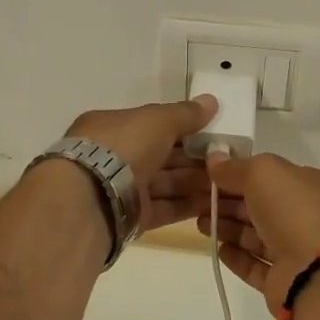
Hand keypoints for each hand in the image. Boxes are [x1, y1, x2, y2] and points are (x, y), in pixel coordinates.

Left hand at [65, 96, 216, 232]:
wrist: (91, 199)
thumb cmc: (122, 147)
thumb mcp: (157, 120)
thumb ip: (185, 114)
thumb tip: (211, 101)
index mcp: (113, 127)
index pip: (153, 124)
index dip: (184, 127)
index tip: (214, 133)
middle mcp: (115, 156)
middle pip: (161, 155)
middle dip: (194, 158)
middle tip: (228, 161)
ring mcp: (121, 188)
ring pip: (164, 183)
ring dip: (194, 183)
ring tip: (228, 185)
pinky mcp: (129, 218)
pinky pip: (162, 208)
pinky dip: (185, 206)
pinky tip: (212, 205)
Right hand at [195, 153, 319, 304]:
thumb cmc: (296, 210)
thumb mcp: (263, 173)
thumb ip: (236, 167)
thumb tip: (214, 158)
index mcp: (316, 185)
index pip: (275, 175)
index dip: (243, 173)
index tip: (212, 175)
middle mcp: (312, 217)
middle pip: (264, 206)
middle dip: (231, 202)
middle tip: (199, 201)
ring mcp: (301, 251)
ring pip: (259, 236)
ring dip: (230, 229)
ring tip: (201, 225)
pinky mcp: (287, 281)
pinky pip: (258, 266)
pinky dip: (238, 257)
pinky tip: (219, 250)